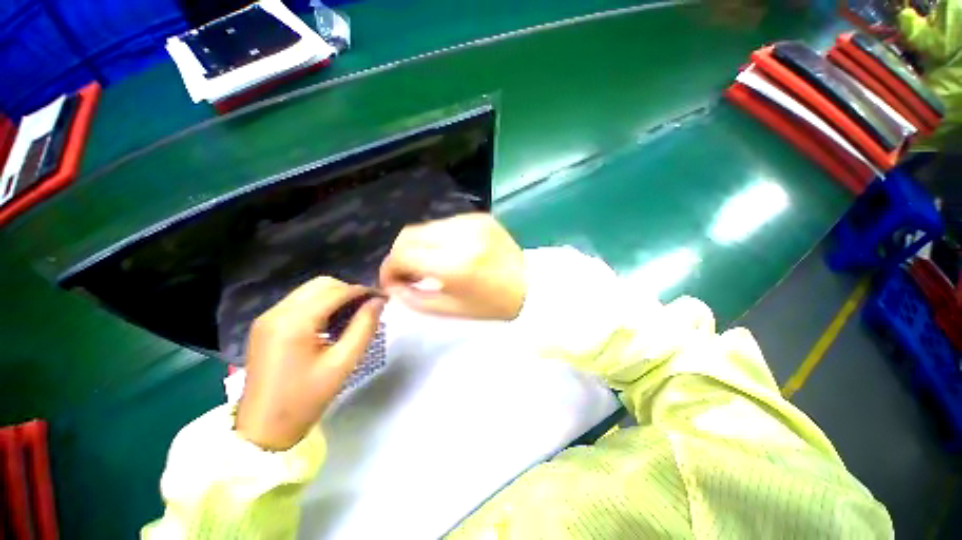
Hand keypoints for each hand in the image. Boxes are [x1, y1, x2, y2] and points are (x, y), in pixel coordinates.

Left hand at [236, 277, 384, 450]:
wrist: (262, 429)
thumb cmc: (305, 399)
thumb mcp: (343, 363)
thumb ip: (364, 327)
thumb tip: (378, 302)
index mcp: (294, 322)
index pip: (336, 291)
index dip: (363, 290)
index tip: (383, 298)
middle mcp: (277, 312)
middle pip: (321, 285)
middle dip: (349, 291)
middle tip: (367, 308)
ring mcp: (268, 317)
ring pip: (310, 291)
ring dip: (335, 297)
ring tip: (352, 316)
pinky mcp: (265, 325)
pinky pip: (299, 303)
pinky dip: (320, 306)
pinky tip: (331, 324)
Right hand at [379, 213, 525, 319]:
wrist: (530, 284)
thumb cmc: (492, 305)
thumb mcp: (450, 310)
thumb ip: (413, 298)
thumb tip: (392, 285)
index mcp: (454, 264)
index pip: (403, 254)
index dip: (389, 268)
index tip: (391, 282)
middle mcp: (460, 235)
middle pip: (408, 234)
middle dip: (400, 255)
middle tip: (406, 273)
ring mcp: (471, 221)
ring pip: (425, 227)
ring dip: (418, 246)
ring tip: (426, 264)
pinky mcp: (478, 216)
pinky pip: (444, 224)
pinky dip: (436, 238)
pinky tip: (445, 252)